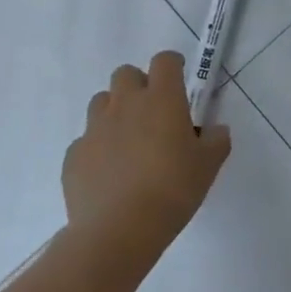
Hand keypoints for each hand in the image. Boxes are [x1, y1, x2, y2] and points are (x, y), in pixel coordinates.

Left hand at [62, 51, 231, 276]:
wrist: (118, 231)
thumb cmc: (172, 190)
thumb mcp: (209, 166)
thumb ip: (216, 141)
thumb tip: (215, 131)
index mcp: (162, 99)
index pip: (165, 60)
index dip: (173, 66)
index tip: (180, 81)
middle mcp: (125, 104)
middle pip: (126, 73)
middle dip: (139, 85)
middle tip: (153, 113)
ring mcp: (94, 128)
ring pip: (101, 102)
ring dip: (115, 112)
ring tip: (129, 141)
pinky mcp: (74, 155)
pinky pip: (86, 140)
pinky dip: (98, 147)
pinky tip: (110, 173)